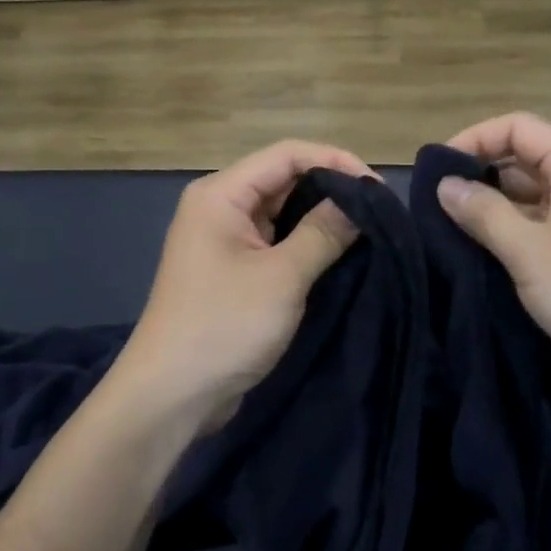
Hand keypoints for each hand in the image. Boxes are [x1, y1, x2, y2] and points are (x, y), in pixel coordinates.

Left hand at [109, 140, 368, 436]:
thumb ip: (323, 232)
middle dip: (331, 189)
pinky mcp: (233, 270)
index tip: (377, 188)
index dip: (335, 161)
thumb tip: (361, 200)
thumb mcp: (282, 277)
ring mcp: (225, 240)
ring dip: (321, 219)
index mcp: (221, 194)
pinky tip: (340, 255)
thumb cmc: (224, 326)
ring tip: (369, 231)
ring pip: (283, 212)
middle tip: (379, 211)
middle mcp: (220, 207)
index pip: (286, 154)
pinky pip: (276, 242)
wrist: (170, 396)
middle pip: (284, 179)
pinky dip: (306, 244)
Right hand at [437, 113, 550, 398]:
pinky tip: (481, 254)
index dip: (474, 139)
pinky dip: (511, 234)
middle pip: (523, 159)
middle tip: (435, 204)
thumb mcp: (531, 252)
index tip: (436, 170)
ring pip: (530, 196)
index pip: (518, 127)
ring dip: (492, 208)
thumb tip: (445, 184)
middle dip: (479, 175)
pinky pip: (541, 227)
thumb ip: (484, 213)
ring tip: (448, 229)